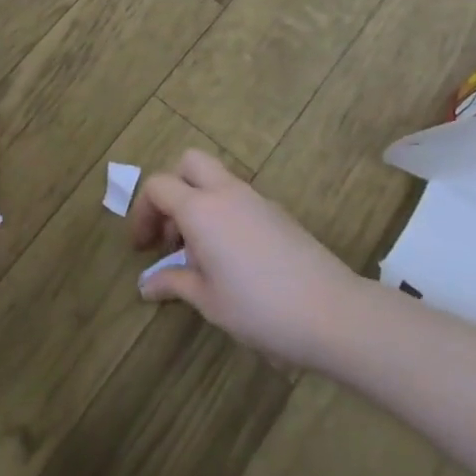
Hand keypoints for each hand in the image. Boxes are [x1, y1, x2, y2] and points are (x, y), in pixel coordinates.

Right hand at [130, 149, 362, 367]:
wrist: (333, 313)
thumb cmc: (259, 308)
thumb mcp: (208, 301)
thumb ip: (174, 283)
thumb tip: (147, 285)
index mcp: (201, 209)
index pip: (158, 187)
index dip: (142, 212)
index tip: (143, 247)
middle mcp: (227, 193)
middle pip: (188, 162)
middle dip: (172, 189)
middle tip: (171, 231)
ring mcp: (257, 200)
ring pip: (217, 179)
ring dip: (198, 202)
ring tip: (200, 253)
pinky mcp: (279, 214)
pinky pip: (239, 199)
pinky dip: (224, 214)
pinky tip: (231, 258)